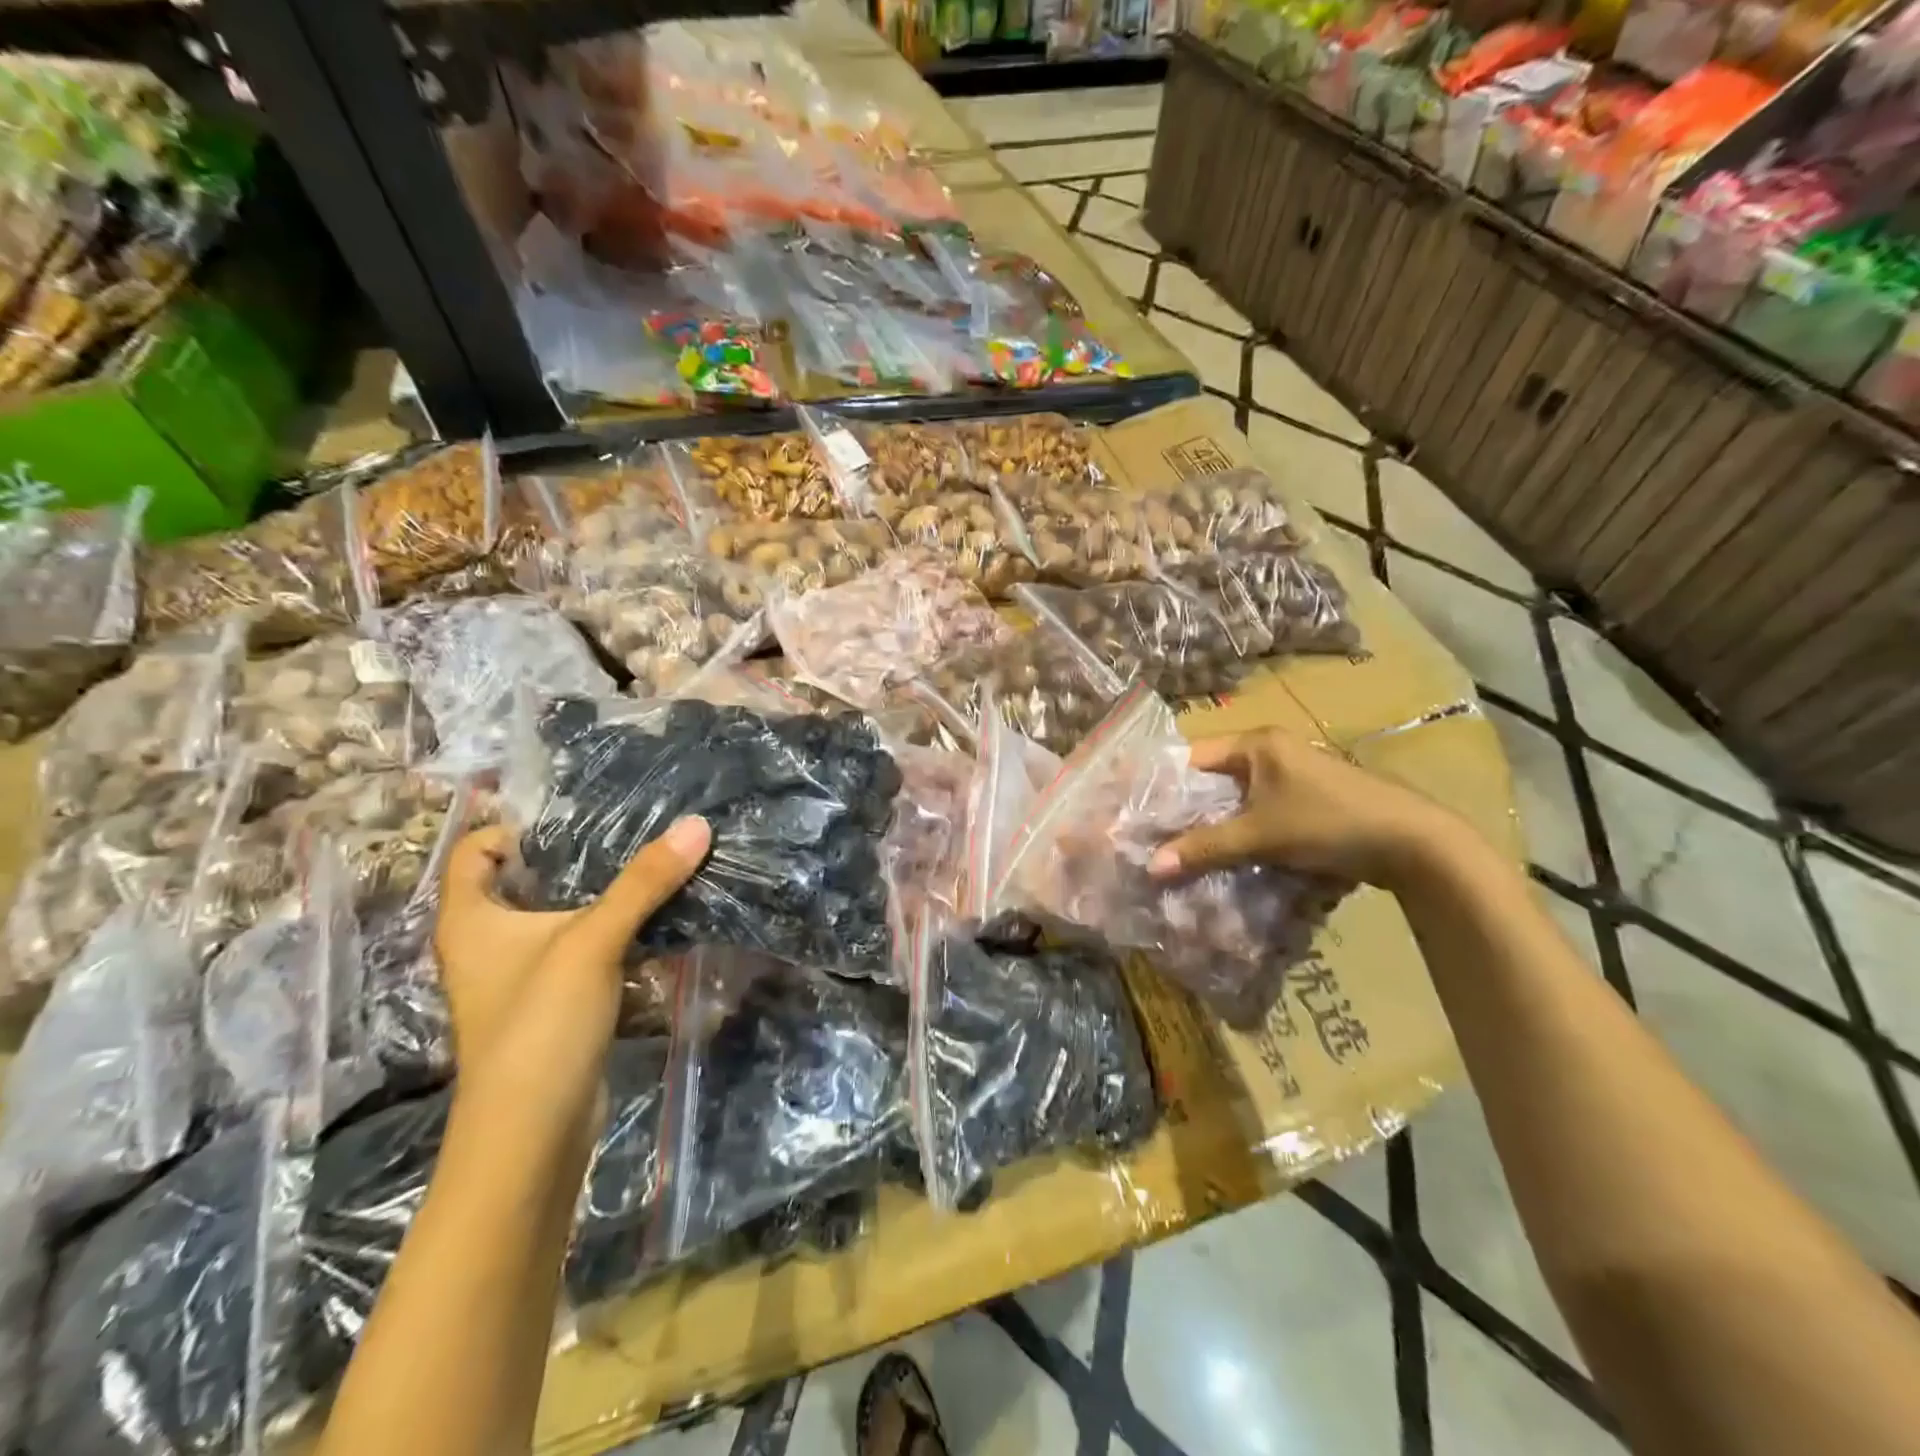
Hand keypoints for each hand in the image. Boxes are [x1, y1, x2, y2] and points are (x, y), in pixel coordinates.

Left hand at [433, 816, 709, 1124]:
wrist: (533, 1134)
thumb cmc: (539, 1025)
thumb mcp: (592, 942)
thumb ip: (644, 882)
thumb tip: (696, 824)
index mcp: (471, 919)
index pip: (478, 849)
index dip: (518, 825)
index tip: (579, 812)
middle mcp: (488, 943)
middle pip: (528, 880)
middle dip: (578, 856)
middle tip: (634, 830)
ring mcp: (522, 977)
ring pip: (563, 918)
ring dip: (605, 897)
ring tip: (656, 866)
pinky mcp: (555, 1005)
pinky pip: (586, 953)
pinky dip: (617, 935)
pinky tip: (660, 922)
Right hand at [1147, 728, 1459, 889]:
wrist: (1413, 843)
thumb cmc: (1329, 822)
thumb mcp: (1260, 835)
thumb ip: (1204, 848)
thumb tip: (1150, 866)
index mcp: (1257, 743)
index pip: (1192, 757)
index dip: (1163, 784)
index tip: (1136, 811)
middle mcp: (1271, 751)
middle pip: (1212, 778)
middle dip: (1185, 808)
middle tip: (1152, 836)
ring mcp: (1291, 775)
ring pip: (1234, 798)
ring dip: (1212, 824)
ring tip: (1180, 850)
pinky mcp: (1306, 800)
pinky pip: (1257, 811)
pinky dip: (1239, 830)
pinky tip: (1223, 855)